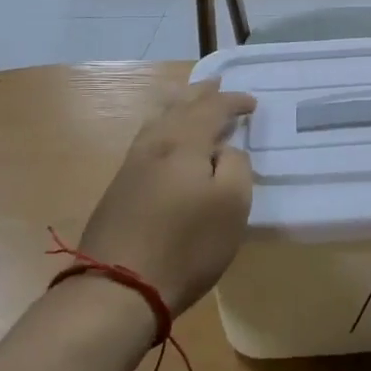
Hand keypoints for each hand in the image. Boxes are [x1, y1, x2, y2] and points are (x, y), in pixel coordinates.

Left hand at [78, 80, 255, 313]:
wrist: (118, 287)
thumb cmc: (186, 245)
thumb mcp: (231, 204)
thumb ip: (236, 166)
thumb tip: (224, 151)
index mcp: (183, 142)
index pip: (211, 109)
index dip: (233, 102)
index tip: (252, 104)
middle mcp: (154, 145)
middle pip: (178, 108)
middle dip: (199, 94)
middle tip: (215, 83)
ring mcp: (131, 167)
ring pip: (157, 122)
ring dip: (177, 107)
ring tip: (187, 101)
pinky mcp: (119, 190)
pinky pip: (147, 141)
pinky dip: (163, 128)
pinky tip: (164, 140)